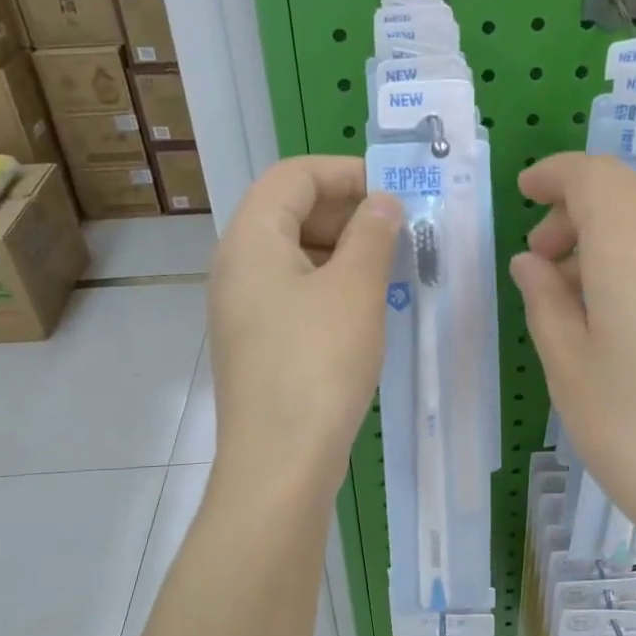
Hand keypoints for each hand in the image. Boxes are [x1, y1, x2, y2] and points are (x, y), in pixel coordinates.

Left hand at [208, 156, 402, 499]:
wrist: (279, 462)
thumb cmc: (318, 364)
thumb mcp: (356, 290)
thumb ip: (372, 234)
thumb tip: (382, 203)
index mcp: (251, 238)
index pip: (293, 175)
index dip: (345, 172)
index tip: (393, 194)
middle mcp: (236, 266)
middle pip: (289, 211)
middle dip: (347, 213)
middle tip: (399, 234)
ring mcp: (241, 309)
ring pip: (294, 256)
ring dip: (342, 253)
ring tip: (390, 271)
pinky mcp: (255, 344)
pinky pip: (293, 295)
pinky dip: (329, 287)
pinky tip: (364, 311)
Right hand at [510, 153, 635, 572]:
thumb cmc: (634, 433)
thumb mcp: (569, 367)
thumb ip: (545, 301)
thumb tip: (532, 262)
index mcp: (634, 251)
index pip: (595, 176)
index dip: (555, 173)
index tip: (523, 192)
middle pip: (628, 191)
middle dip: (578, 205)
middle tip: (541, 257)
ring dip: (608, 232)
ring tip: (572, 291)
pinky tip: (616, 312)